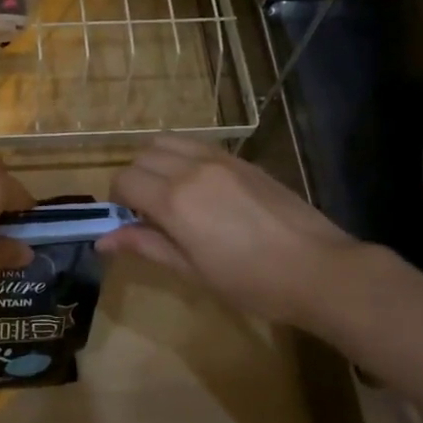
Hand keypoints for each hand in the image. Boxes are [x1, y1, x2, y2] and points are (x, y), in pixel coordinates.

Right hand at [102, 134, 367, 331]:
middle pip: (142, 155)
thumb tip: (103, 241)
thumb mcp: (192, 271)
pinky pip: (197, 143)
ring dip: (156, 161)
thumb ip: (146, 246)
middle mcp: (191, 169)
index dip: (118, 201)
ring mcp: (219, 159)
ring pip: (167, 141)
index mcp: (174, 200)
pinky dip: (182, 156)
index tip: (130, 222)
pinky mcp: (241, 159)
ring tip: (170, 192)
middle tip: (148, 210)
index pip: (124, 181)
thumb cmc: (251, 282)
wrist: (318, 269)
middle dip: (135, 179)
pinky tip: (198, 186)